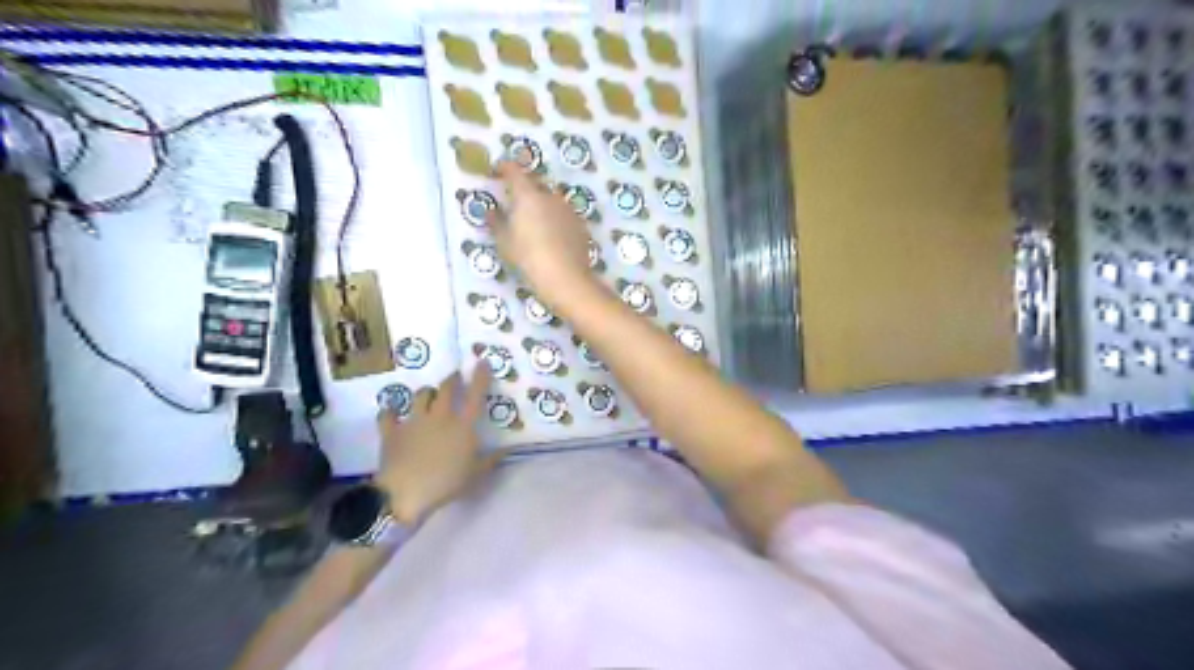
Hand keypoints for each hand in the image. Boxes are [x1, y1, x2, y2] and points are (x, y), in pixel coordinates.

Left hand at [375, 364, 500, 525]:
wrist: (405, 493)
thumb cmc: (446, 483)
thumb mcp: (476, 475)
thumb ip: (492, 459)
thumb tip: (507, 449)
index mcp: (462, 425)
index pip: (475, 395)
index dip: (480, 377)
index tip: (482, 362)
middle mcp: (439, 416)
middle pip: (445, 388)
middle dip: (452, 380)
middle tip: (455, 378)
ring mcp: (414, 421)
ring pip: (420, 395)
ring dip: (426, 392)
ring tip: (428, 395)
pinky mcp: (392, 431)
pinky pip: (388, 414)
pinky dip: (390, 411)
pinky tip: (391, 412)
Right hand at [487, 163, 594, 307]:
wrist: (566, 278)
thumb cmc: (528, 258)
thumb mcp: (505, 242)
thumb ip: (496, 222)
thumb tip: (490, 211)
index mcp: (528, 195)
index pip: (514, 171)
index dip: (504, 168)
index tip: (497, 171)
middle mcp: (550, 196)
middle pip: (535, 184)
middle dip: (525, 189)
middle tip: (515, 202)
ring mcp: (568, 209)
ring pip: (552, 200)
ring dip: (542, 205)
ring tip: (535, 223)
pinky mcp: (581, 225)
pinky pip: (564, 215)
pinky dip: (556, 219)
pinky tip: (552, 236)